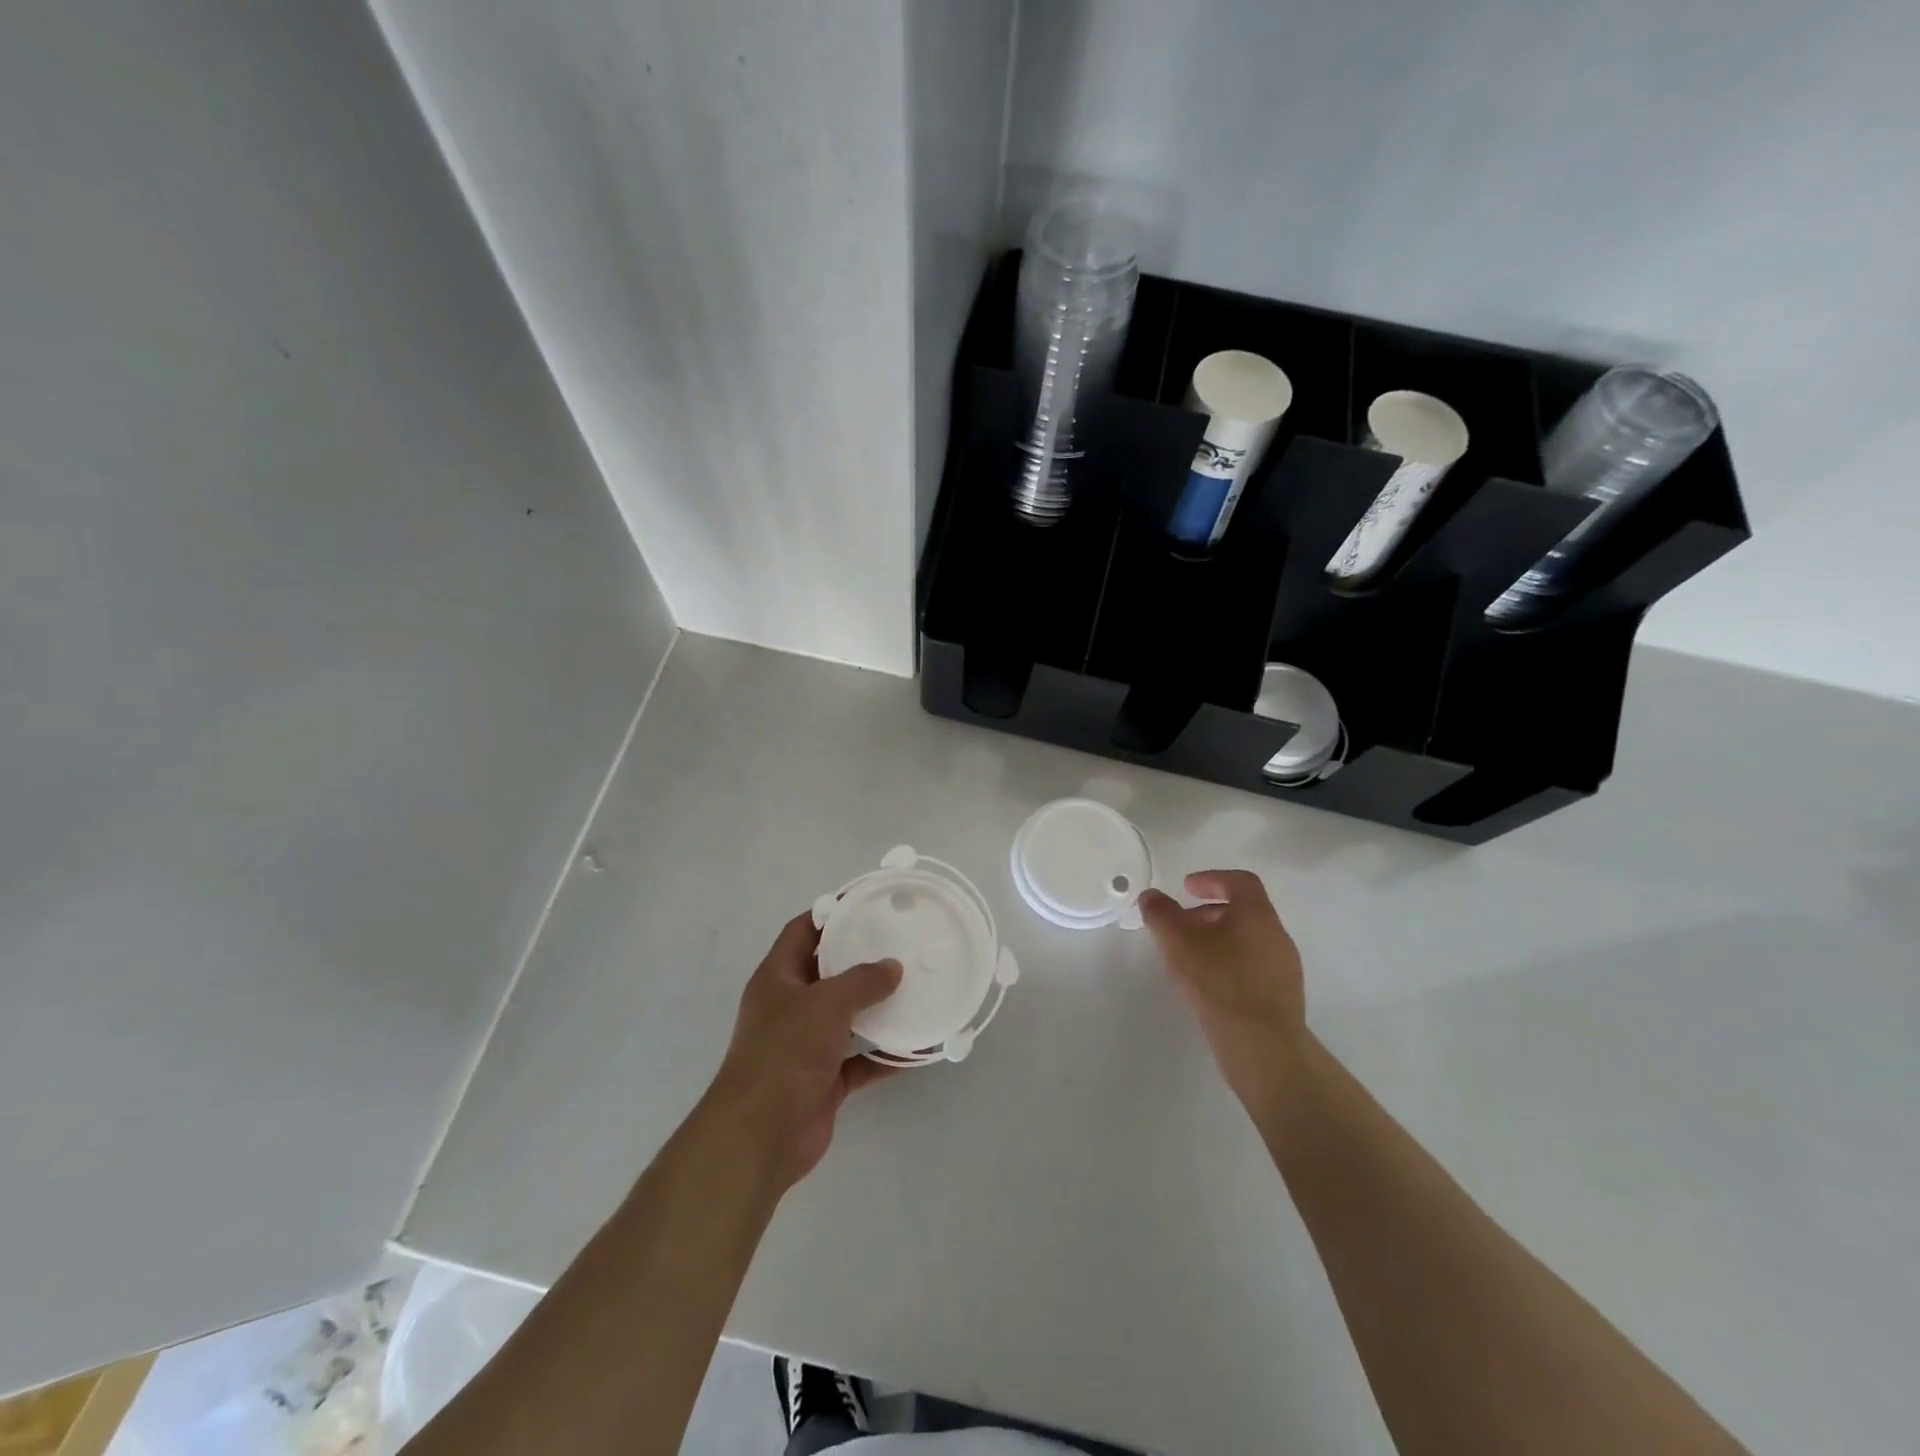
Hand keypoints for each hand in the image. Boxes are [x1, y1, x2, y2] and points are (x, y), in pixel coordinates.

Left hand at [705, 911, 902, 1190]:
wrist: (761, 1135)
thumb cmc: (786, 1053)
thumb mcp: (827, 1003)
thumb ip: (863, 981)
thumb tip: (893, 967)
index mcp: (777, 978)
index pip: (802, 931)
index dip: (830, 914)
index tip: (867, 904)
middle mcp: (790, 1007)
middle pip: (828, 973)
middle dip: (862, 960)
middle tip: (901, 944)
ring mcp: (805, 1045)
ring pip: (847, 1017)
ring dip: (877, 1008)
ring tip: (915, 989)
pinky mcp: (823, 1080)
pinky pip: (859, 1060)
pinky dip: (884, 1055)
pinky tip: (915, 1048)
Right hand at [1138, 870, 1307, 1109]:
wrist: (1263, 1047)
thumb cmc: (1219, 983)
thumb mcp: (1178, 944)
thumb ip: (1161, 915)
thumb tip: (1151, 896)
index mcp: (1257, 915)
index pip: (1240, 881)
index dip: (1211, 879)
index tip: (1186, 888)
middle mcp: (1276, 935)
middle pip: (1244, 911)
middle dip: (1208, 913)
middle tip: (1181, 926)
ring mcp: (1284, 967)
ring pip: (1248, 940)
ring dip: (1218, 939)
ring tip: (1190, 958)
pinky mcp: (1283, 996)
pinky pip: (1254, 966)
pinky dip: (1230, 963)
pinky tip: (1209, 985)